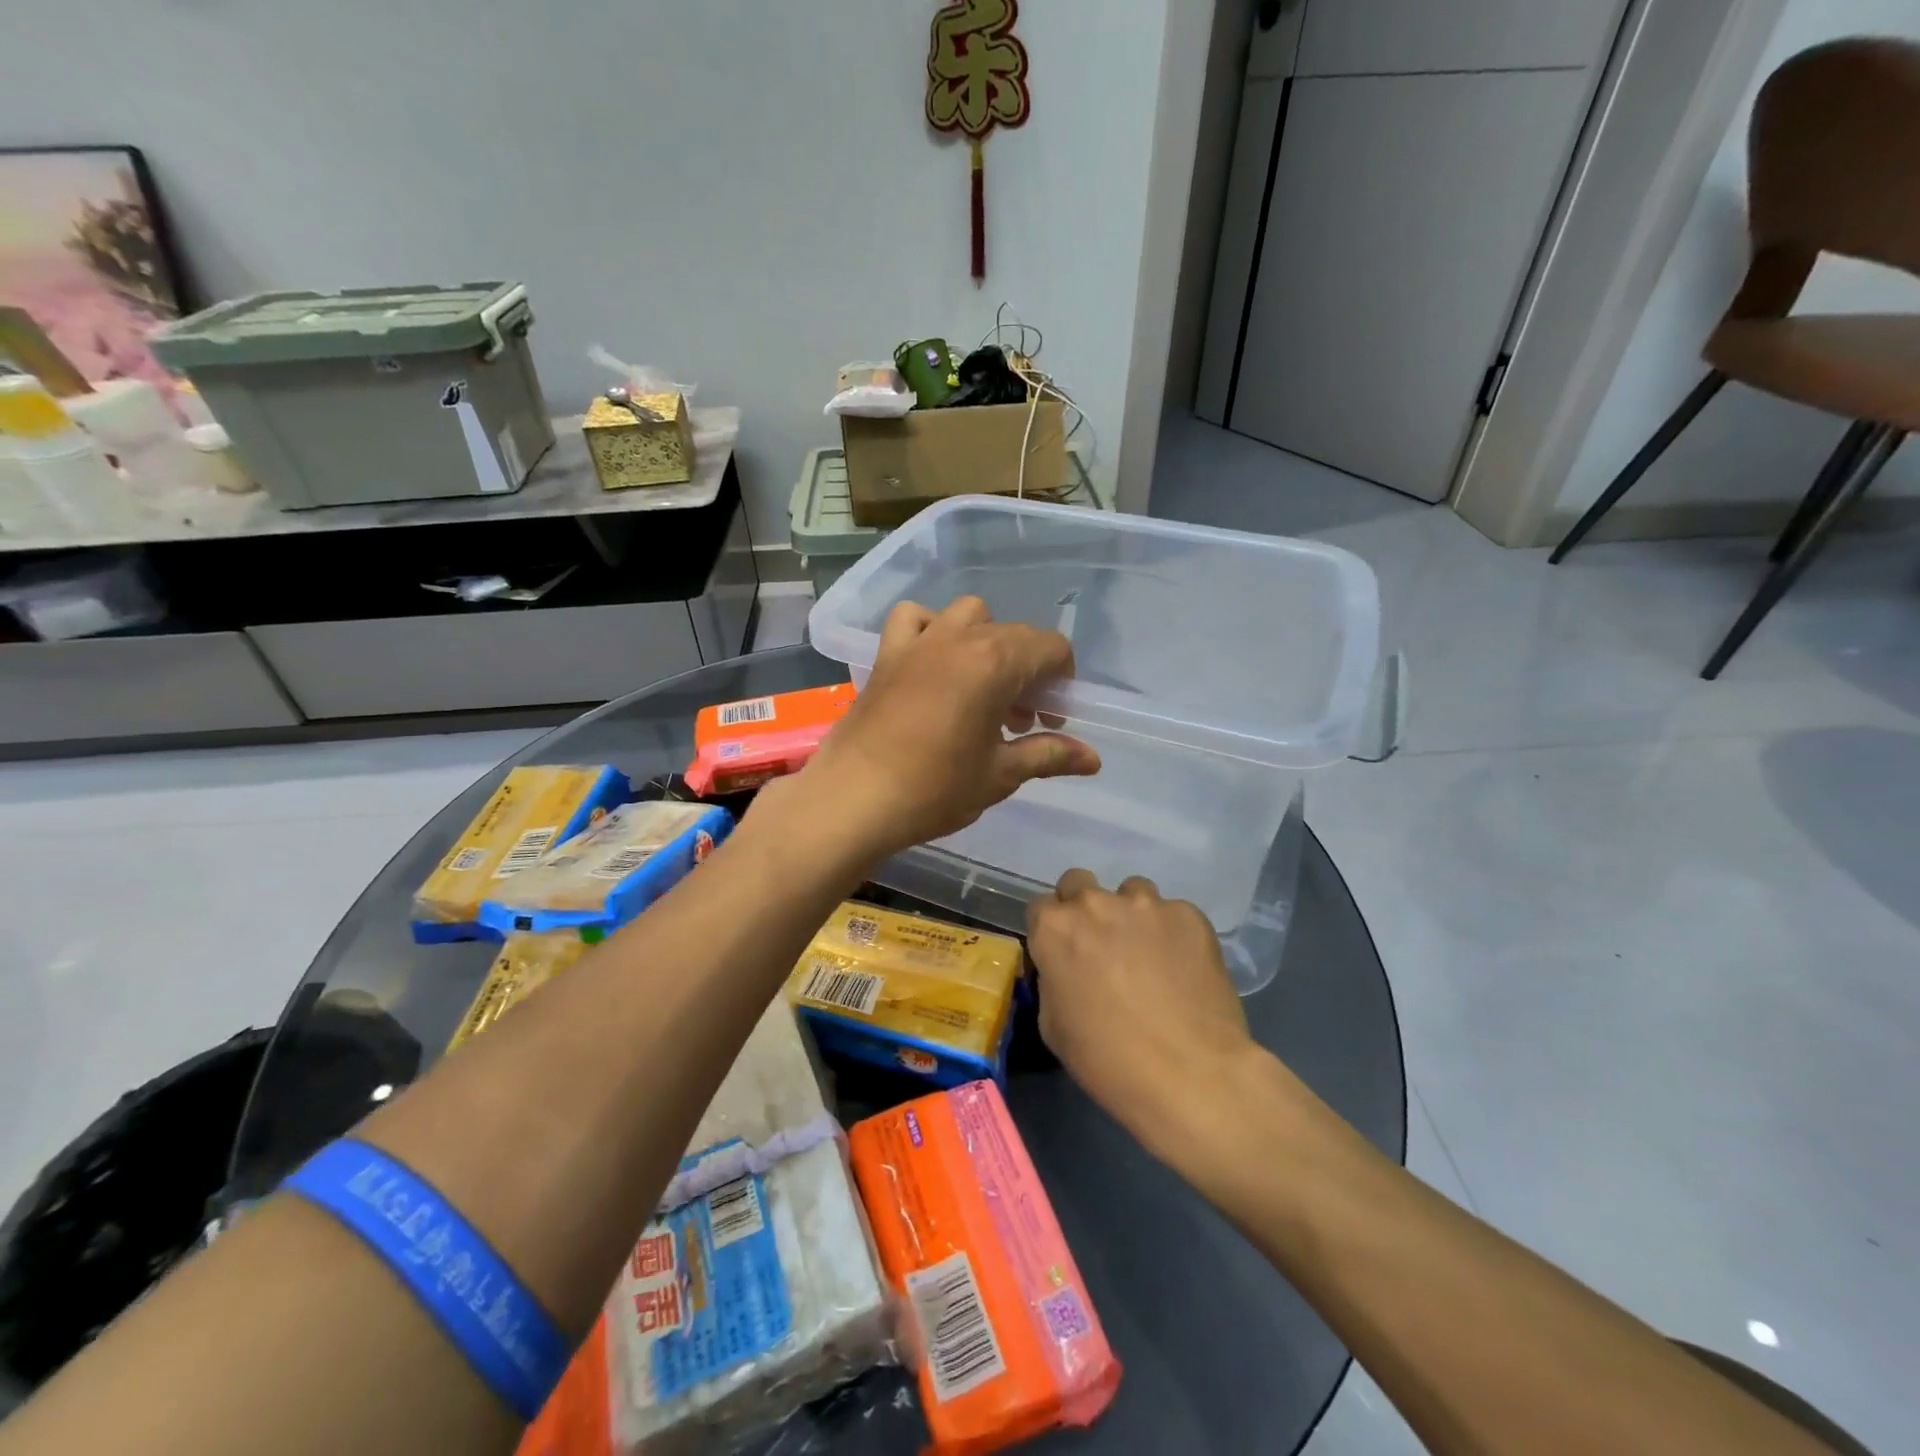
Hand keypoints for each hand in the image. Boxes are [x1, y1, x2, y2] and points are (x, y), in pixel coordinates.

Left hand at [787, 597, 1100, 861]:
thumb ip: (1049, 755)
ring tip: (983, 686)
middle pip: (1014, 634)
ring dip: (987, 641)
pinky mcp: (887, 654)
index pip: (1051, 647)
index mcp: (995, 662)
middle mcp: (959, 638)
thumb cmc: (934, 789)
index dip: (1062, 681)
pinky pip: (914, 619)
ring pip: (969, 615)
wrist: (854, 799)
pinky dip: (932, 628)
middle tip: (1022, 720)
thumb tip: (1094, 759)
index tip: (1052, 719)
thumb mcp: (1000, 775)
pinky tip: (934, 663)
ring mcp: (919, 641)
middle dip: (1030, 671)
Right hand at [1026, 870, 1256, 1152]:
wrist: (1190, 1074)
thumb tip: (1066, 969)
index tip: (1063, 952)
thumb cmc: (1107, 1060)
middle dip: (1084, 908)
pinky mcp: (1188, 914)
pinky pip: (1172, 914)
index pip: (1041, 907)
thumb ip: (1053, 981)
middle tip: (1101, 946)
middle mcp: (1095, 903)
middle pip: (1079, 884)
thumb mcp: (1053, 1026)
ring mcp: (1145, 904)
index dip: (1051, 930)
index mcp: (1054, 928)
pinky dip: (1172, 934)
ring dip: (1131, 916)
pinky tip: (1183, 969)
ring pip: (1131, 892)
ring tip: (1149, 956)